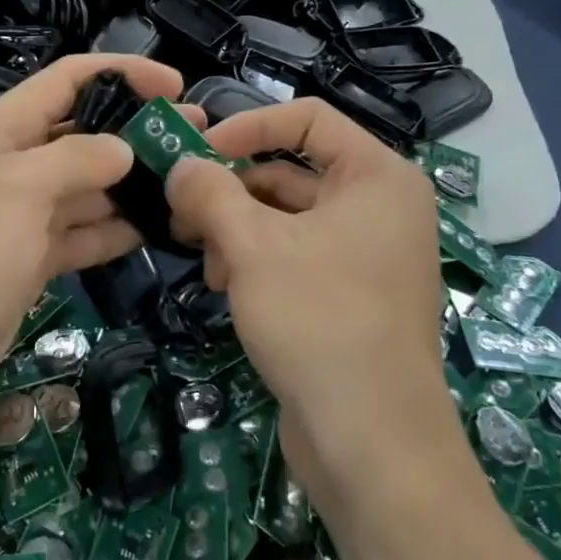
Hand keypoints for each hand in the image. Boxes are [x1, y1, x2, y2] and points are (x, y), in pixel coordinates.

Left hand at [0, 52, 187, 452]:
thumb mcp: (14, 193)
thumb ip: (74, 159)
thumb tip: (123, 148)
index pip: (66, 81)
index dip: (121, 73)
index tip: (176, 87)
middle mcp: (11, 166)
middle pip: (83, 133)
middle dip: (137, 130)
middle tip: (198, 139)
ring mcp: (21, 218)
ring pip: (88, 187)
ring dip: (135, 183)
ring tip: (193, 183)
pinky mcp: (31, 262)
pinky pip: (83, 233)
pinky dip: (117, 229)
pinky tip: (161, 229)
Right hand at [165, 99, 469, 503]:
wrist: (371, 441)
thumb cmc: (317, 321)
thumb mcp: (252, 246)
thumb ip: (209, 192)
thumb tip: (180, 164)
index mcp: (377, 177)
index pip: (308, 119)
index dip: (248, 126)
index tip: (198, 153)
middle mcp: (380, 208)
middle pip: (291, 171)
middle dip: (232, 190)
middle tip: (180, 212)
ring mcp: (369, 255)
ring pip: (288, 218)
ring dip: (237, 229)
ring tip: (203, 261)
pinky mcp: (353, 297)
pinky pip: (296, 256)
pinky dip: (257, 260)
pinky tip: (223, 286)